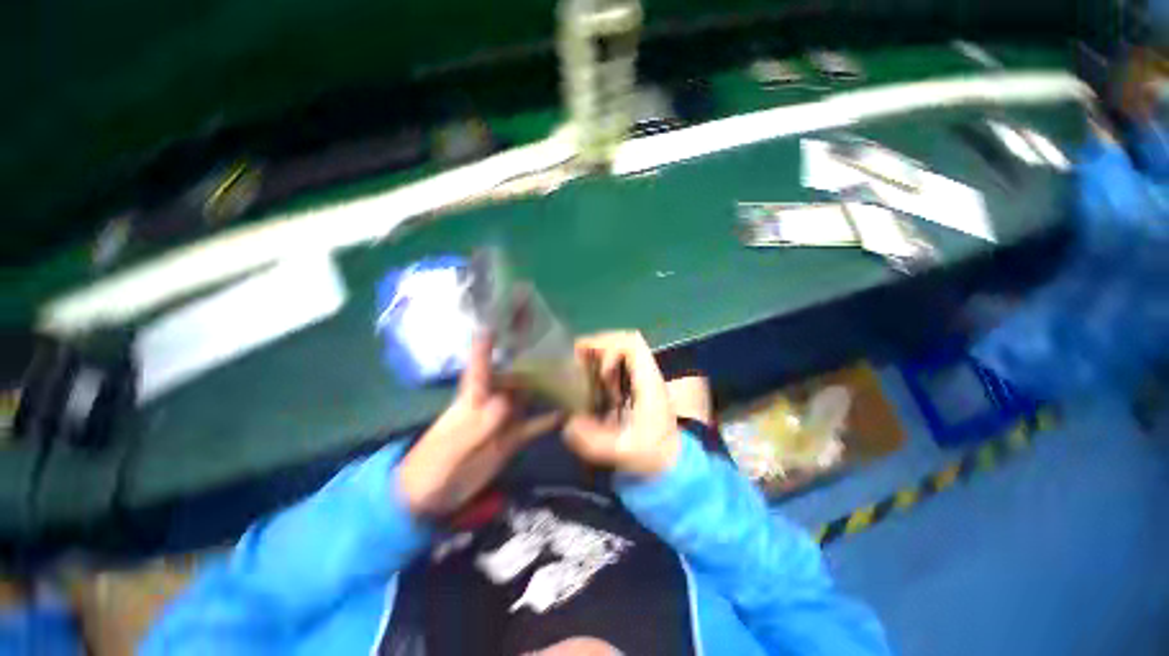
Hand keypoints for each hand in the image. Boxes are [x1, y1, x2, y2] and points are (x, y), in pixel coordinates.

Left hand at [399, 337, 558, 515]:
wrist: (429, 498)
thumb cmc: (432, 466)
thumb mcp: (452, 445)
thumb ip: (480, 424)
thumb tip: (507, 401)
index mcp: (472, 397)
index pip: (481, 363)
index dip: (488, 343)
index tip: (501, 322)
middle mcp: (492, 402)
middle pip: (514, 376)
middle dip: (532, 361)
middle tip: (558, 346)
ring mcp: (504, 420)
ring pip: (528, 396)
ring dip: (546, 387)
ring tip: (571, 374)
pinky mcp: (512, 438)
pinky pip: (534, 424)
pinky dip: (550, 418)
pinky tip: (568, 413)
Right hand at [563, 331, 679, 476]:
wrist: (672, 461)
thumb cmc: (653, 455)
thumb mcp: (623, 452)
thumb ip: (595, 442)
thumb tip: (568, 424)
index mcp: (648, 382)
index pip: (633, 344)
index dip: (608, 347)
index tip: (593, 366)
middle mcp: (648, 374)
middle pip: (626, 340)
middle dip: (600, 344)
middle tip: (578, 357)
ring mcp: (645, 378)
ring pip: (624, 349)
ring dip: (601, 352)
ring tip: (582, 365)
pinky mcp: (640, 385)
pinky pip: (622, 362)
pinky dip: (605, 363)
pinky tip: (594, 380)